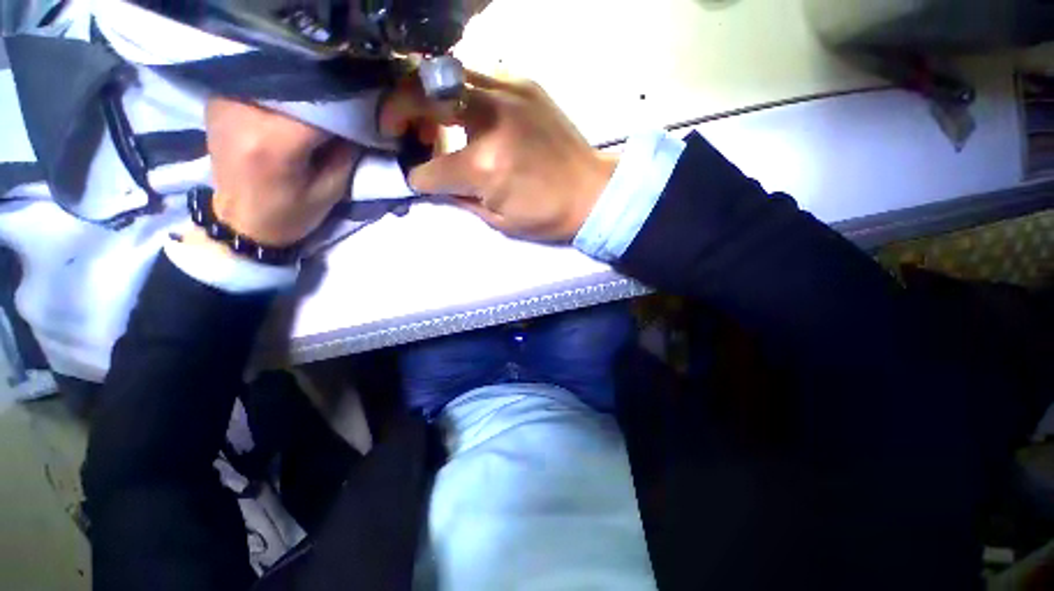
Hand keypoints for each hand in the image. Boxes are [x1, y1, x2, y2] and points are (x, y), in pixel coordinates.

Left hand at [206, 98, 360, 246]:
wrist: (241, 222)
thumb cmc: (290, 213)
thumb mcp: (331, 190)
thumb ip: (346, 152)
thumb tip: (358, 117)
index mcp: (275, 143)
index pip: (320, 104)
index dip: (346, 105)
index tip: (363, 111)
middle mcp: (244, 114)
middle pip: (297, 87)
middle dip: (325, 95)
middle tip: (344, 104)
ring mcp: (226, 103)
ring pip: (278, 80)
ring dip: (302, 90)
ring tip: (318, 102)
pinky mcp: (218, 101)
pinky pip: (259, 83)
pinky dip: (281, 89)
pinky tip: (291, 102)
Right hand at [380, 72, 616, 241]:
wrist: (593, 191)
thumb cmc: (548, 215)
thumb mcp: (500, 221)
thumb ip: (461, 199)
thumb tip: (435, 184)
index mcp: (484, 166)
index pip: (429, 169)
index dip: (419, 179)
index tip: (420, 181)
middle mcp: (490, 121)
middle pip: (420, 95)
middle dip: (395, 111)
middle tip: (395, 128)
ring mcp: (508, 93)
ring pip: (445, 75)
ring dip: (426, 96)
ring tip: (432, 120)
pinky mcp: (524, 83)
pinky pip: (478, 76)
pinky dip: (461, 93)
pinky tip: (469, 114)